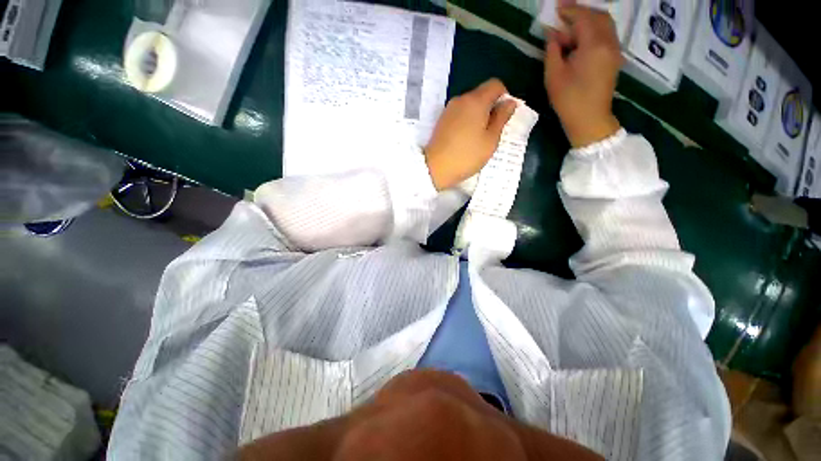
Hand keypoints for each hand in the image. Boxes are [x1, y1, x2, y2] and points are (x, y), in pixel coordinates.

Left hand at [424, 79, 516, 189]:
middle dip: (490, 107)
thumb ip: (501, 118)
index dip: (504, 96)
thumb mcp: (490, 140)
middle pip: (481, 94)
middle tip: (492, 131)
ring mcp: (449, 109)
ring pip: (469, 105)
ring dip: (478, 115)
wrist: (435, 168)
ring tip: (478, 137)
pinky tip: (465, 139)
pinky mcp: (442, 120)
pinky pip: (459, 113)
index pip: (495, 84)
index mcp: (476, 100)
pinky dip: (466, 121)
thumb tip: (509, 102)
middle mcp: (461, 99)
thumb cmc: (466, 156)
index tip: (504, 115)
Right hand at [544, 6, 622, 147]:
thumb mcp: (554, 76)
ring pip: (605, 24)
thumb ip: (553, 51)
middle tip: (564, 15)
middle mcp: (609, 42)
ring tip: (571, 28)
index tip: (557, 6)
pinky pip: (607, 35)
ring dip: (589, 20)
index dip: (570, 10)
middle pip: (599, 16)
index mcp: (594, 45)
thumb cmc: (569, 100)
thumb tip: (553, 35)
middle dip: (581, 12)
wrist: (590, 119)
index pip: (584, 17)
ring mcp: (614, 50)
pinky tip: (581, 39)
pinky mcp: (614, 58)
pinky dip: (594, 30)